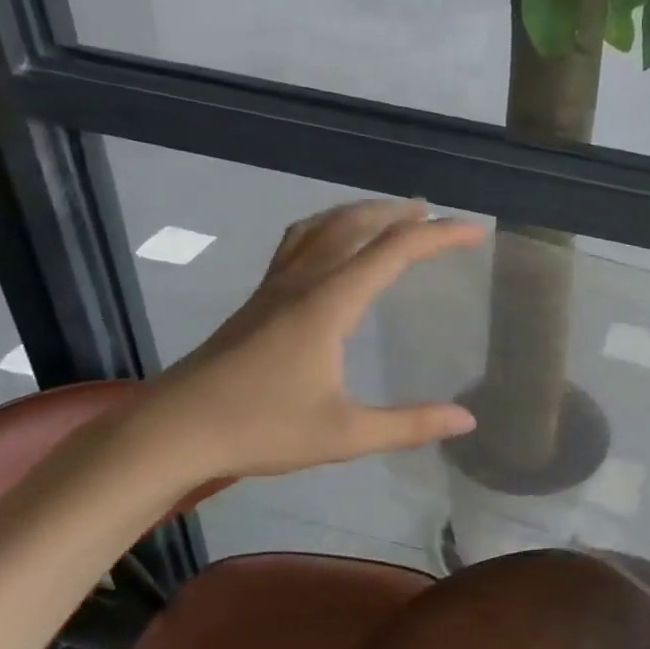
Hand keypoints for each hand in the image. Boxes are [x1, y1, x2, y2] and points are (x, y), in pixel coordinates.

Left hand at [142, 200, 484, 483]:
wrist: (172, 429)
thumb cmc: (259, 429)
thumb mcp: (344, 435)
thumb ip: (409, 425)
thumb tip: (467, 418)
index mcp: (329, 304)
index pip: (394, 251)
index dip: (439, 237)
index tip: (476, 232)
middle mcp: (303, 282)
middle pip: (357, 225)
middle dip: (401, 213)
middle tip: (436, 215)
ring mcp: (275, 286)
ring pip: (323, 227)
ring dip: (363, 213)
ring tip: (391, 215)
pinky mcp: (258, 299)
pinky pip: (299, 242)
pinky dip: (329, 227)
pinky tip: (332, 245)